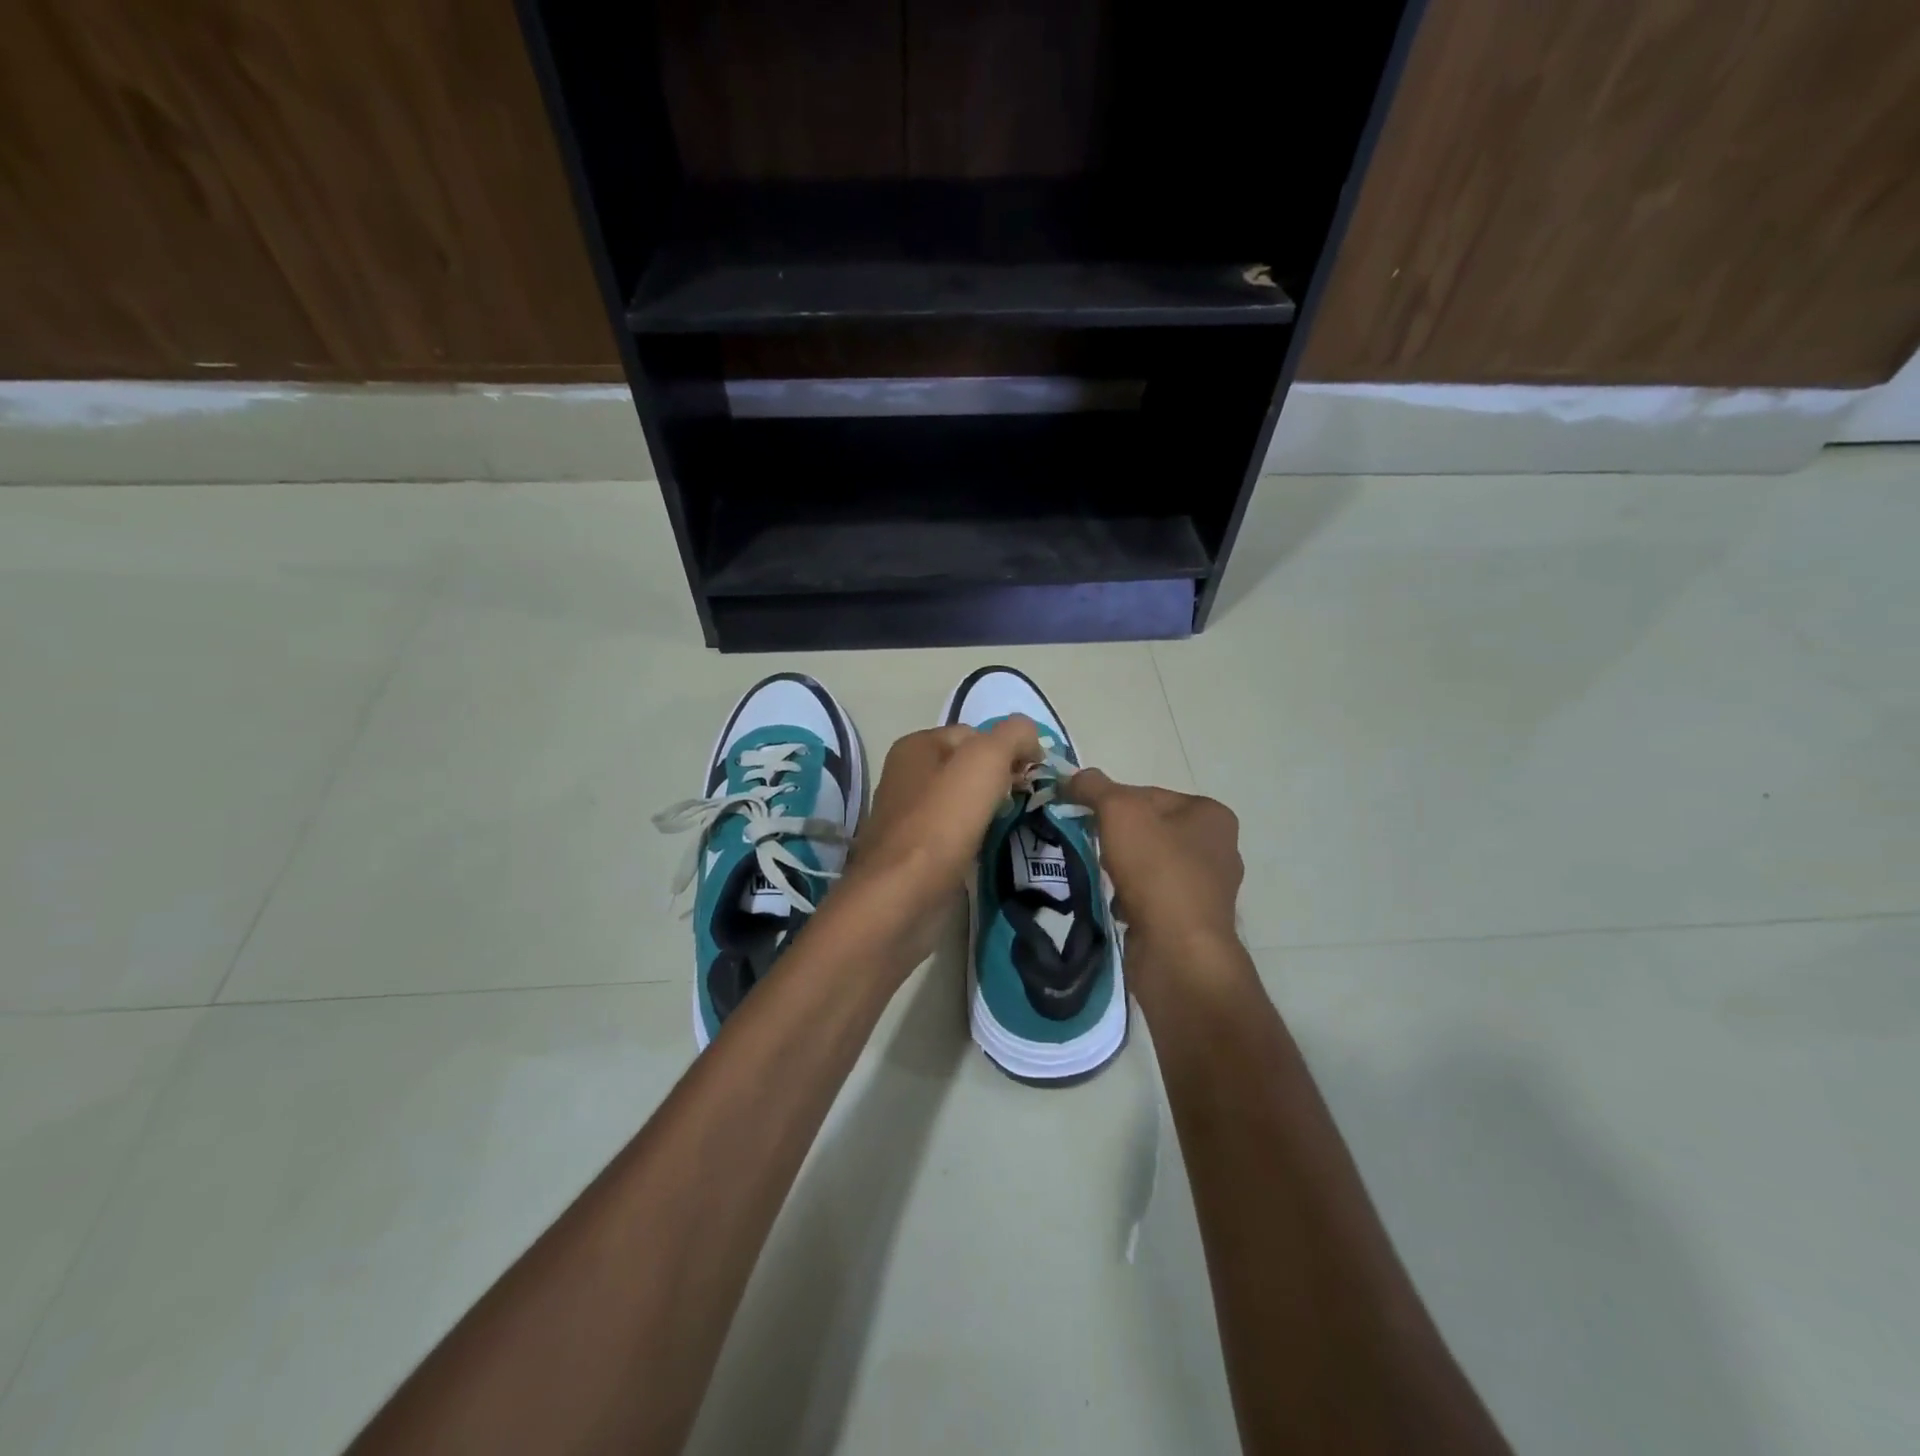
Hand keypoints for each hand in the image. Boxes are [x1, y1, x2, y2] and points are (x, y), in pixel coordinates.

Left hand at [825, 717, 1042, 962]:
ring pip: (964, 804)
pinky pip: (956, 836)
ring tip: (1016, 828)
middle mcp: (907, 777)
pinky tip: (992, 852)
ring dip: (991, 814)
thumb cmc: (941, 821)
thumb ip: (1013, 736)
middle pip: (969, 769)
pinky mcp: (915, 855)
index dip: (1009, 750)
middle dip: (1002, 782)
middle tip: (1027, 804)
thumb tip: (1030, 739)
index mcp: (916, 747)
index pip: (976, 734)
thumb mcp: (984, 761)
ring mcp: (908, 818)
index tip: (1033, 778)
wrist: (901, 898)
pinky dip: (976, 841)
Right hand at [1060, 770, 1245, 997]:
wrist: (1178, 952)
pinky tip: (1118, 906)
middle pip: (1150, 829)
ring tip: (1104, 878)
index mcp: (1212, 815)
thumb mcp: (1119, 811)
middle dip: (1117, 838)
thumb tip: (1073, 777)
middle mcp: (1219, 848)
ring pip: (1150, 865)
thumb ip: (1093, 787)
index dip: (1112, 802)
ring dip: (1123, 869)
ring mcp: (1209, 889)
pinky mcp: (1194, 922)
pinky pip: (1153, 898)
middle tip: (1095, 848)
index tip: (1087, 819)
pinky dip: (1132, 899)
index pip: (1149, 794)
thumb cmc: (1156, 870)